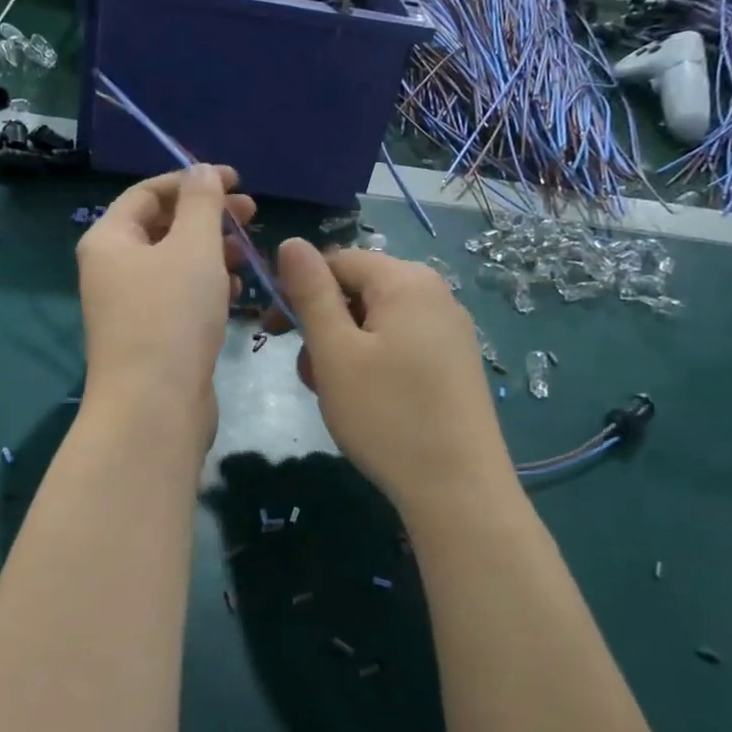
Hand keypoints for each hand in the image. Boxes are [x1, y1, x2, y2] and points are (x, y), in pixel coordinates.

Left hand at [77, 165, 256, 446]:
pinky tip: (236, 292)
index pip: (149, 193)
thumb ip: (202, 202)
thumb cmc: (171, 317)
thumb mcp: (193, 248)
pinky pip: (180, 297)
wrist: (154, 408)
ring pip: (175, 264)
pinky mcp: (151, 336)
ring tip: (248, 255)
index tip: (237, 181)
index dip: (192, 180)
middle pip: (163, 227)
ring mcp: (130, 306)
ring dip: (212, 252)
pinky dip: (207, 287)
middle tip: (251, 215)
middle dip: (208, 217)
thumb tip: (202, 170)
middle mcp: (112, 269)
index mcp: (110, 240)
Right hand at [274, 239, 514, 513]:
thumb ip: (311, 292)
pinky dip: (372, 364)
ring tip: (336, 395)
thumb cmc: (386, 415)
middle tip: (308, 374)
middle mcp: (435, 294)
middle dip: (323, 326)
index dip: (298, 289)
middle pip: (359, 291)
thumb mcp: (335, 352)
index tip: (274, 331)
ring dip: (343, 349)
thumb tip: (291, 242)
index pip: (338, 261)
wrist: (458, 488)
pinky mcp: (456, 363)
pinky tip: (368, 402)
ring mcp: (451, 330)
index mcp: (406, 281)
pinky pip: (401, 345)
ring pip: (377, 322)